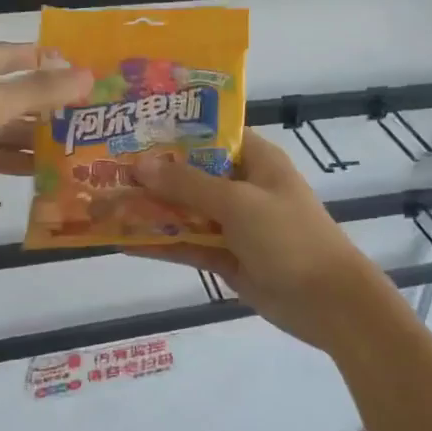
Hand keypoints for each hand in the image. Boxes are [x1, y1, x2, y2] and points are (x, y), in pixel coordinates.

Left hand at [0, 44, 90, 245]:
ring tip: (79, 148)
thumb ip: (38, 90)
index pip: (17, 55)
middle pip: (14, 92)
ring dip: (36, 137)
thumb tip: (87, 75)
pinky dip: (15, 161)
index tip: (91, 74)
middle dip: (50, 104)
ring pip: (4, 127)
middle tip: (93, 118)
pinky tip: (46, 172)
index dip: (52, 62)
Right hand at [128, 129, 401, 354]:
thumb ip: (187, 184)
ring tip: (103, 203)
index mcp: (255, 160)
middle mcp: (242, 186)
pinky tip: (122, 241)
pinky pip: (188, 245)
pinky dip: (160, 243)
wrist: (328, 303)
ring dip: (150, 209)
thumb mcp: (237, 202)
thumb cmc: (289, 236)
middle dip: (152, 173)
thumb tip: (140, 166)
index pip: (210, 134)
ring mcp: (233, 224)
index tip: (132, 127)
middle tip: (103, 166)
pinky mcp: (226, 257)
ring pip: (185, 211)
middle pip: (191, 173)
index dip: (173, 130)